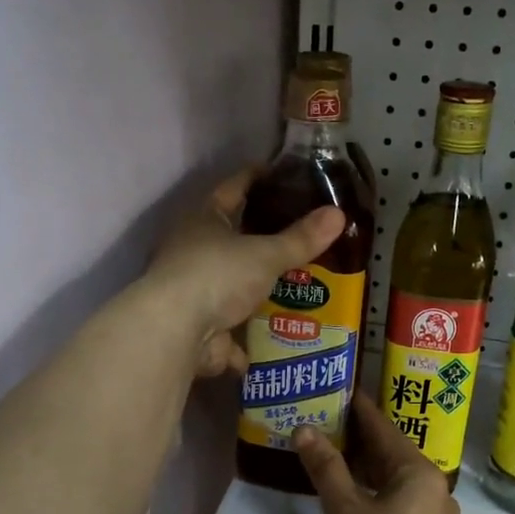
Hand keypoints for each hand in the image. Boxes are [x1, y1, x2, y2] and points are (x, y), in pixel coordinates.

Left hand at [146, 169, 343, 377]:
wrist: (175, 332)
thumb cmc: (216, 276)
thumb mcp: (265, 254)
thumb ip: (301, 239)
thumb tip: (338, 213)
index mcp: (203, 220)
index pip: (232, 189)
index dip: (255, 178)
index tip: (280, 173)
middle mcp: (192, 251)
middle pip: (232, 239)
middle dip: (263, 241)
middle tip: (302, 236)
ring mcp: (193, 292)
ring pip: (232, 287)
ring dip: (258, 291)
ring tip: (299, 289)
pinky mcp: (198, 328)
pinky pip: (230, 331)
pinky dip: (248, 338)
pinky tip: (276, 341)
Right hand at [293, 394, 460, 513]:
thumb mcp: (345, 510)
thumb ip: (326, 468)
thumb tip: (305, 429)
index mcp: (420, 473)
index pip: (384, 430)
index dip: (361, 410)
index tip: (342, 389)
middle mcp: (435, 489)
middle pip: (392, 455)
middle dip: (360, 440)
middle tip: (328, 420)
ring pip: (396, 482)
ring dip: (367, 469)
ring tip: (335, 455)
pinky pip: (401, 504)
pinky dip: (377, 493)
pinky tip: (355, 496)